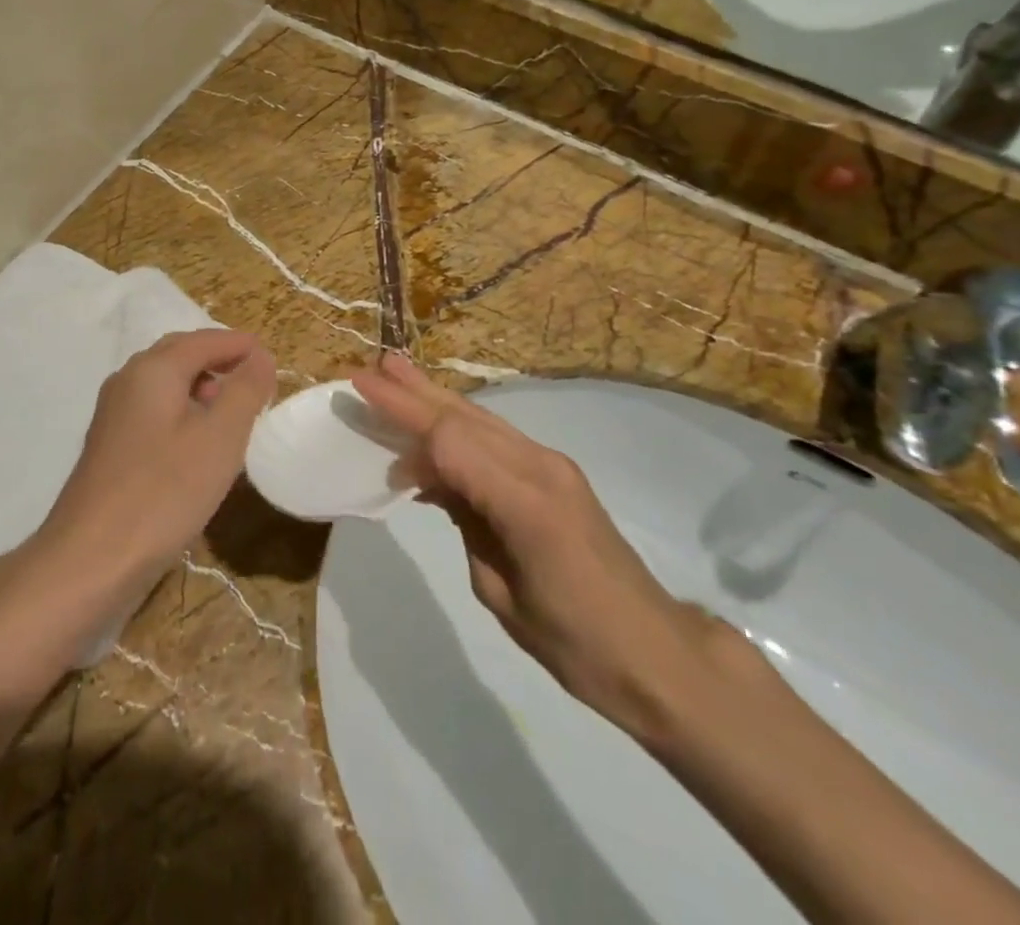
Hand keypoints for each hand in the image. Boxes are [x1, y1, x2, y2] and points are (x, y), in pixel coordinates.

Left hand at [41, 329, 276, 581]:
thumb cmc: (163, 492)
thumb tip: (260, 355)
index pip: (204, 340)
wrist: (89, 559)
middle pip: (180, 354)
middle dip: (219, 360)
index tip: (271, 358)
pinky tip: (198, 443)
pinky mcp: (110, 445)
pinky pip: (153, 410)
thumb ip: (245, 390)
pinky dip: (182, 410)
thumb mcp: (220, 438)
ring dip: (200, 385)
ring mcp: (113, 413)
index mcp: (153, 369)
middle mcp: (128, 380)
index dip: (239, 345)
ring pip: (164, 383)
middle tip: (254, 379)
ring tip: (231, 412)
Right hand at [352, 353, 717, 739]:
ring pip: (482, 420)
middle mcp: (540, 467)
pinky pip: (497, 439)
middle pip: (464, 418)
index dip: (406, 420)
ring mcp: (552, 465)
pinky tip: (435, 429)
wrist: (653, 652)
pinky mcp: (557, 474)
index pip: (452, 441)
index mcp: (524, 501)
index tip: (366, 406)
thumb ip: (466, 522)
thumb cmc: (572, 639)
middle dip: (415, 392)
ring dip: (436, 398)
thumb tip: (435, 481)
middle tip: (374, 367)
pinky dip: (459, 428)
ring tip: (397, 373)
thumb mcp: (499, 592)